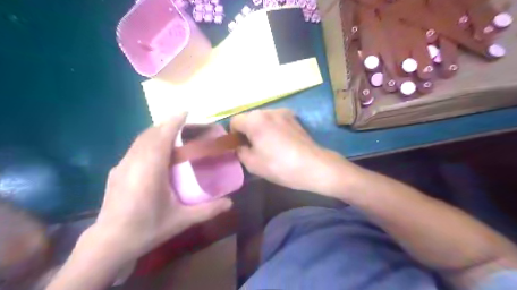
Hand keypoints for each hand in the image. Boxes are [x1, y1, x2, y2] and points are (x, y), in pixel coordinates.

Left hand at [91, 114, 232, 262]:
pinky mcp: (116, 172)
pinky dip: (147, 142)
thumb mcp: (182, 220)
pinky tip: (155, 153)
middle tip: (184, 123)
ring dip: (157, 132)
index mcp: (150, 169)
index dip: (174, 121)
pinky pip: (134, 148)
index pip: (162, 136)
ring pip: (140, 140)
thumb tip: (231, 203)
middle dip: (167, 124)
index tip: (186, 111)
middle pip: (150, 133)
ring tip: (172, 134)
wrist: (109, 244)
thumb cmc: (147, 229)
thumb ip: (208, 210)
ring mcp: (122, 166)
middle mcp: (134, 162)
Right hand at [231, 110, 355, 195]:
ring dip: (261, 129)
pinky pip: (276, 120)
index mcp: (255, 119)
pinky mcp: (294, 118)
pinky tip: (281, 142)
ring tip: (269, 145)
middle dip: (247, 131)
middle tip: (253, 148)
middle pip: (250, 118)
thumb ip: (240, 151)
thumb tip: (240, 146)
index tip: (240, 147)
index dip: (233, 135)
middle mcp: (268, 110)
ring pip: (263, 119)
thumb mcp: (252, 163)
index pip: (234, 121)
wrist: (313, 166)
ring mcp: (283, 112)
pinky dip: (273, 128)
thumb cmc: (279, 165)